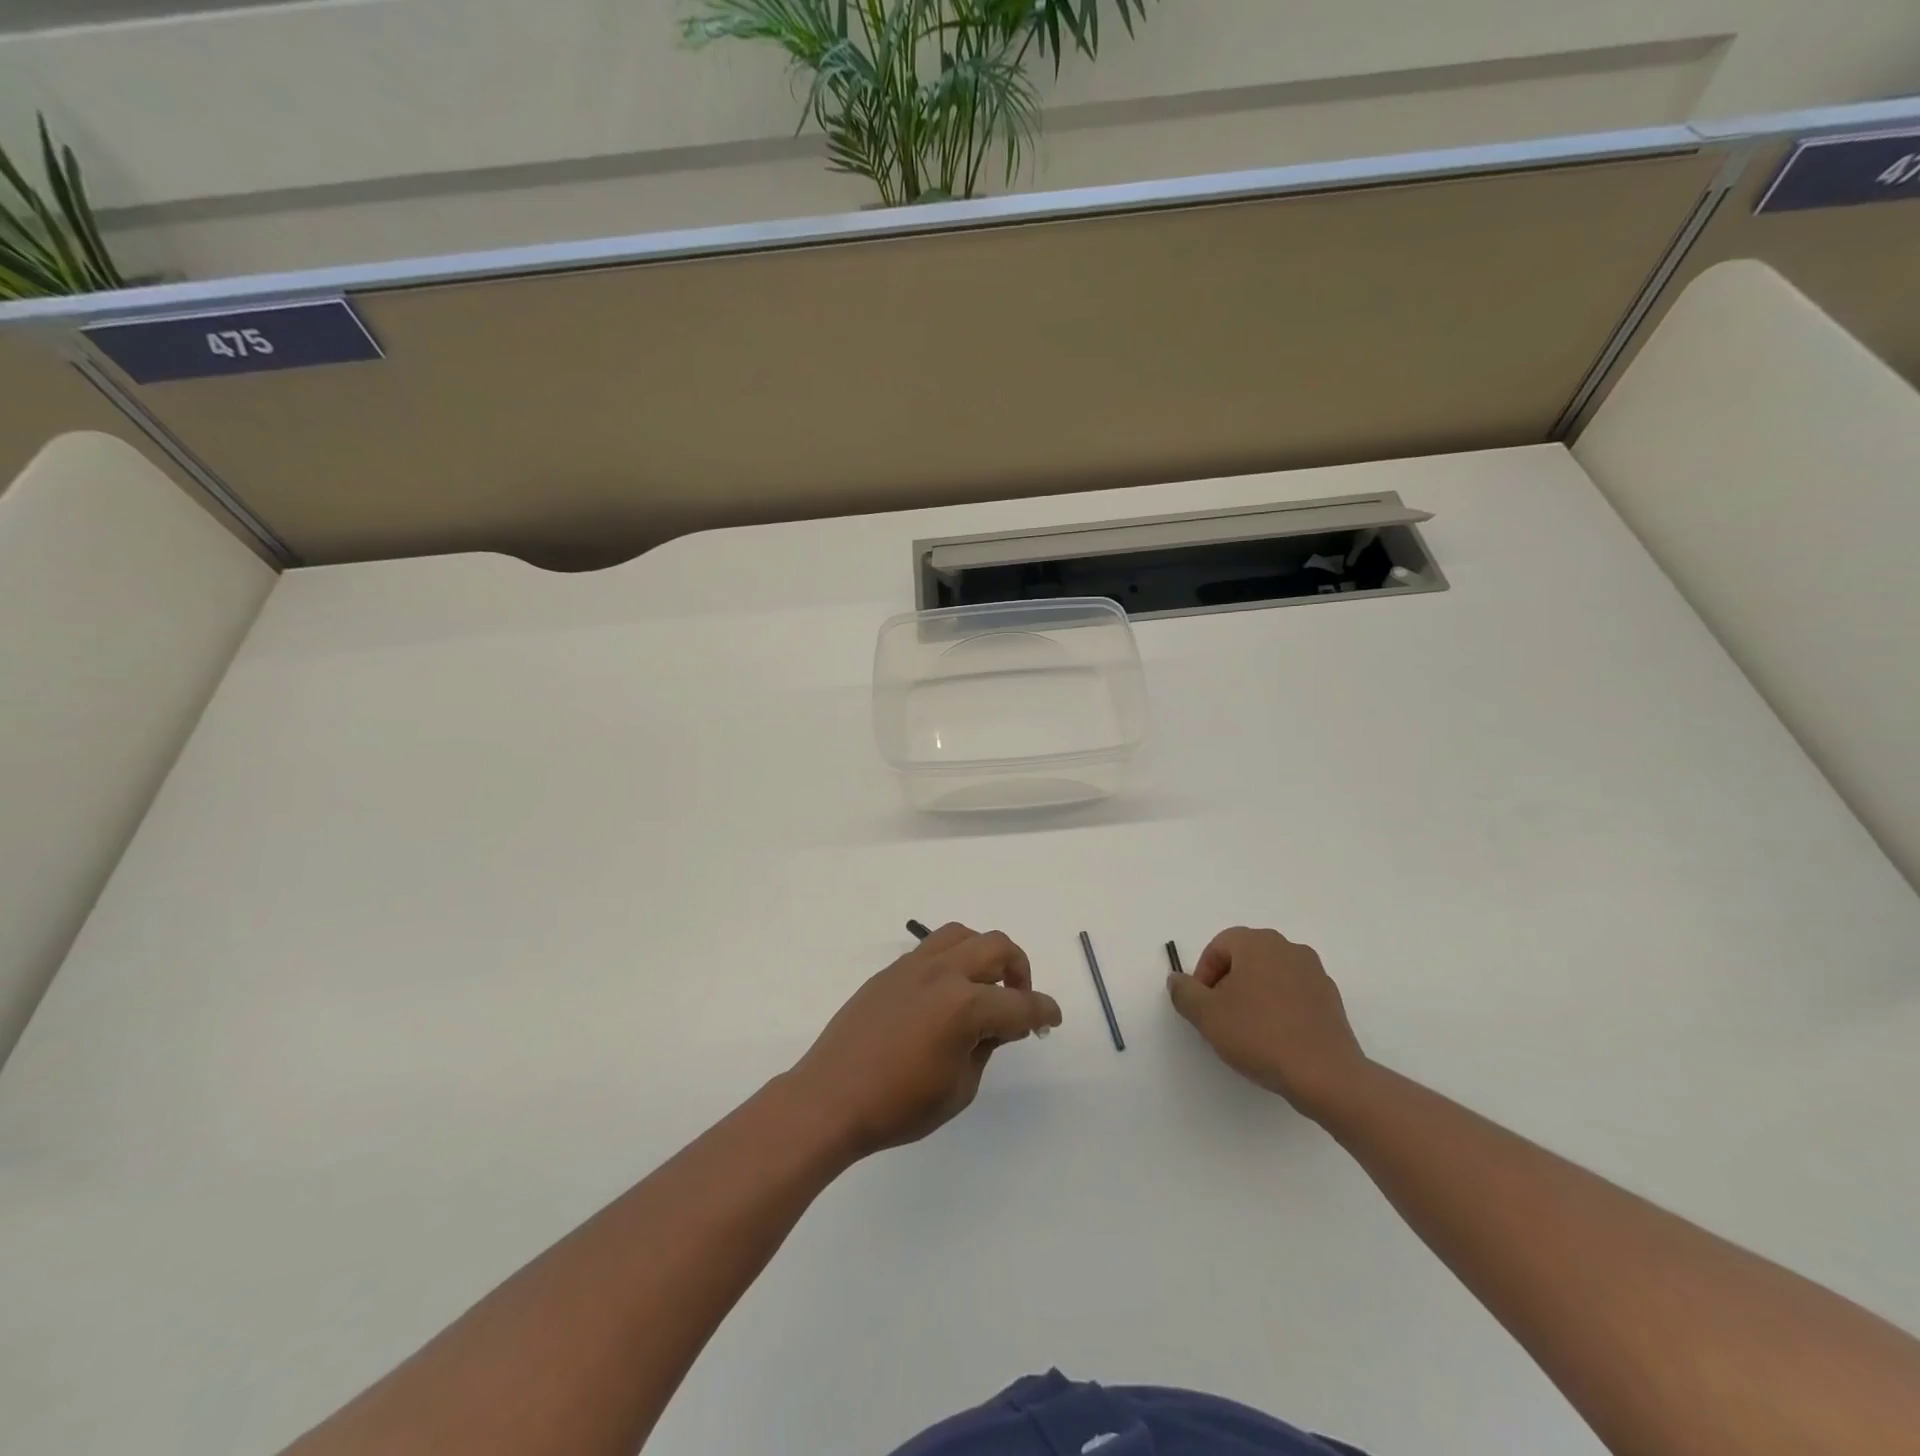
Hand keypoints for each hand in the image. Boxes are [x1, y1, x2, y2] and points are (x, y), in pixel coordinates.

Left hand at [787, 923, 1062, 1161]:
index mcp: (965, 1006)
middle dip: (1019, 970)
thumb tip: (995, 1025)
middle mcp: (943, 973)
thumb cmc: (898, 1106)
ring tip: (983, 985)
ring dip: (984, 954)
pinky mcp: (892, 970)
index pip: (1019, 1005)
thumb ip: (985, 1047)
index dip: (1043, 1012)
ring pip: (963, 935)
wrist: (830, 1098)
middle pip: (997, 947)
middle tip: (1018, 1000)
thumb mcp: (959, 1088)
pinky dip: (953, 959)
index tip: (1052, 1019)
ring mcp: (914, 966)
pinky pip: (932, 948)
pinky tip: (947, 992)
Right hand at [1167, 926, 1369, 1120]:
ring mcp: (1314, 972)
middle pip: (1245, 958)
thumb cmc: (1259, 1035)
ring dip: (1254, 995)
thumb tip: (1178, 980)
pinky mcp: (1331, 999)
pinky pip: (1294, 994)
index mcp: (1257, 943)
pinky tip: (1275, 1038)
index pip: (1219, 946)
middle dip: (1228, 983)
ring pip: (1270, 975)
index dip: (1203, 974)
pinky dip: (1279, 1007)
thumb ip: (1184, 992)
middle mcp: (1288, 948)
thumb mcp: (1206, 1015)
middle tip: (1221, 1016)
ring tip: (1248, 1029)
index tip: (1203, 1005)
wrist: (1325, 1075)